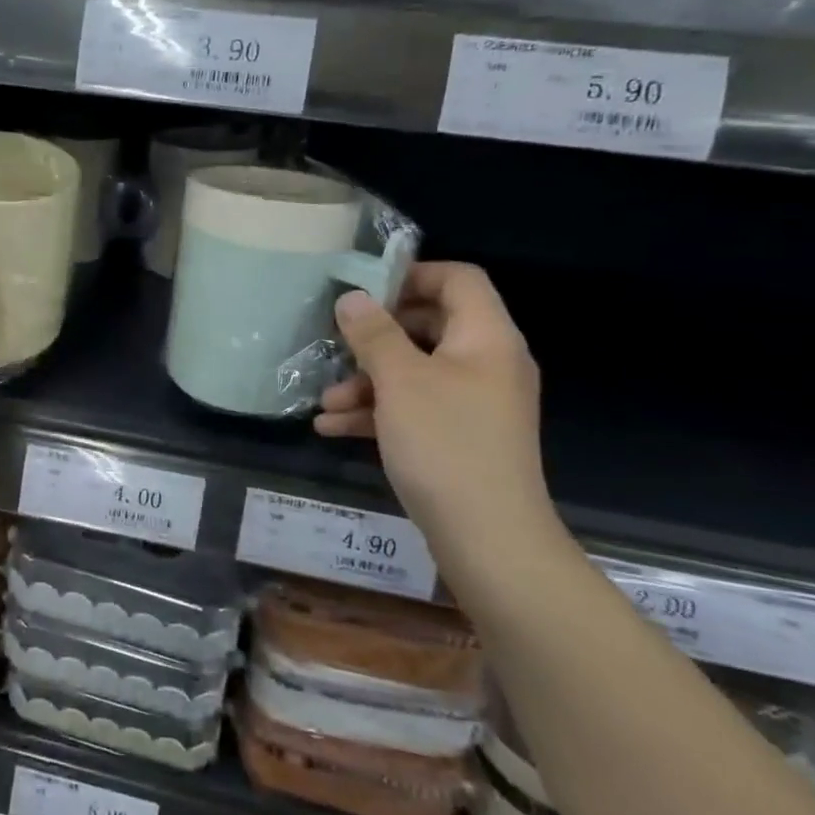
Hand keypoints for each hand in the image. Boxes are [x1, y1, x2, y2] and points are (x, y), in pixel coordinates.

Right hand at [317, 262, 548, 536]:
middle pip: (429, 326)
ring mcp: (474, 403)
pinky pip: (415, 408)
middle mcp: (486, 364)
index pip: (459, 280)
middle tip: (337, 343)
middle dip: (376, 337)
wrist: (489, 539)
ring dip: (367, 381)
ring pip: (415, 372)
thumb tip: (352, 297)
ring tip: (325, 402)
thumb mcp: (399, 381)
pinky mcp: (459, 437)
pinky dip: (377, 412)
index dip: (412, 275)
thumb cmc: (445, 444)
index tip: (364, 290)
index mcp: (486, 338)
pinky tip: (332, 428)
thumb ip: (373, 334)